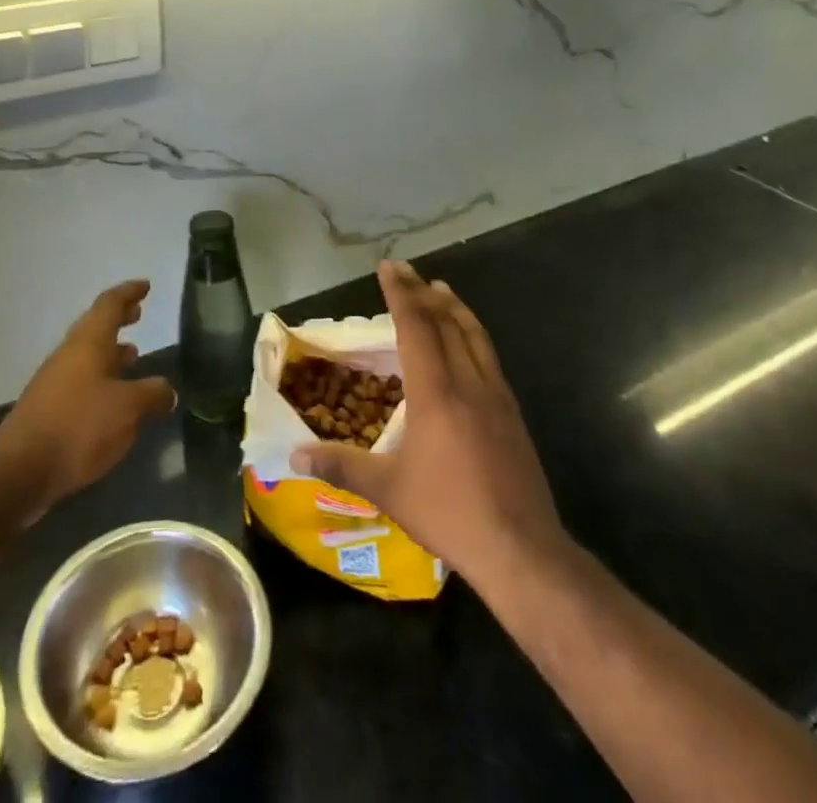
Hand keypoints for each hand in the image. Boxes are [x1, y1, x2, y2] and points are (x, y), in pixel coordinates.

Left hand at [0, 280, 175, 515]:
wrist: (19, 471)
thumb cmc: (79, 426)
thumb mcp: (128, 408)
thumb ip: (152, 394)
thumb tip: (167, 391)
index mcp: (88, 342)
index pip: (109, 304)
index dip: (128, 292)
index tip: (145, 286)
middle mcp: (70, 355)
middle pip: (96, 326)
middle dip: (119, 318)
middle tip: (138, 313)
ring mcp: (55, 382)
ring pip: (87, 355)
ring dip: (110, 351)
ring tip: (133, 355)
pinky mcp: (49, 409)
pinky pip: (81, 382)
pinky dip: (101, 379)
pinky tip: (114, 400)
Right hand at [293, 261, 565, 588]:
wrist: (521, 549)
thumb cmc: (449, 513)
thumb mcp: (388, 490)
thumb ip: (341, 466)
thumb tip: (294, 454)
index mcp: (436, 391)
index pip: (416, 327)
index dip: (400, 294)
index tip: (389, 267)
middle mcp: (468, 381)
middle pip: (445, 322)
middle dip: (422, 291)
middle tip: (405, 269)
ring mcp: (496, 395)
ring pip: (474, 334)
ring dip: (454, 306)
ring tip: (439, 288)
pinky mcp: (512, 413)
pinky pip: (488, 355)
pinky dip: (472, 332)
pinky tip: (467, 341)